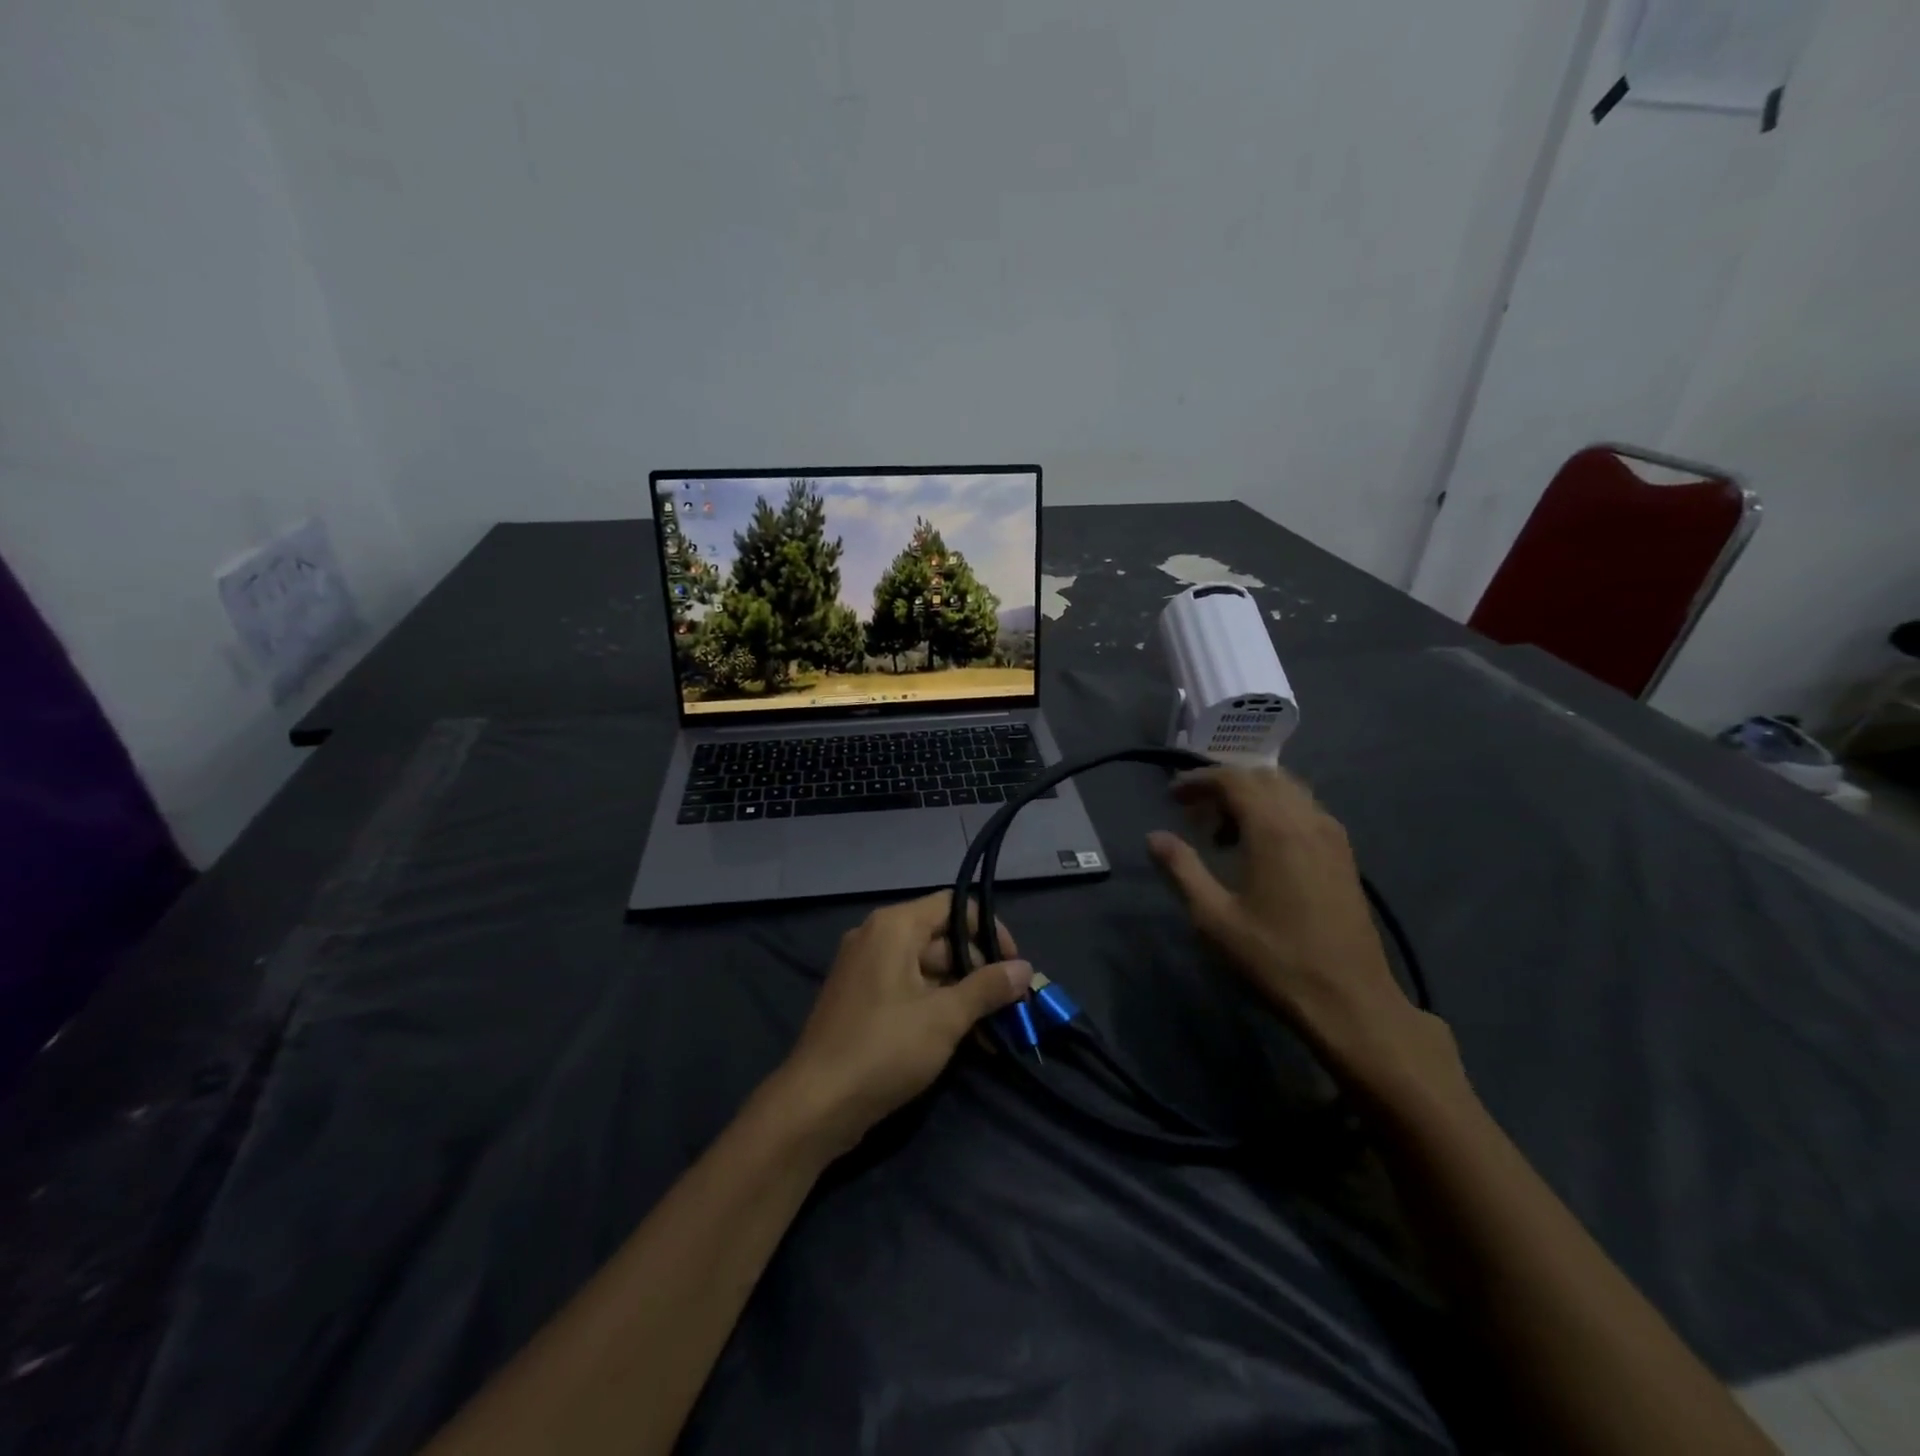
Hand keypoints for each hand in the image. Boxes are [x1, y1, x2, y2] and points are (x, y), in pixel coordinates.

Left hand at [779, 890, 1032, 1154]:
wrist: (815, 1105)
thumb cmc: (884, 1049)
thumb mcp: (945, 1018)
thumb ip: (987, 988)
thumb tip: (1025, 969)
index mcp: (894, 926)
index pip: (953, 906)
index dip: (989, 930)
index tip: (1014, 966)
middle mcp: (876, 937)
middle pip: (941, 938)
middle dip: (979, 971)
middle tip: (1010, 1006)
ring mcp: (865, 969)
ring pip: (927, 969)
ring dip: (962, 995)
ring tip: (994, 1032)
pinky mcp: (860, 1000)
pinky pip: (908, 990)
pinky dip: (936, 1007)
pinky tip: (964, 1041)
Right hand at [1147, 766, 1464, 1100]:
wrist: (1350, 1000)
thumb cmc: (1275, 958)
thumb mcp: (1214, 917)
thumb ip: (1182, 869)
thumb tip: (1155, 837)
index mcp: (1274, 828)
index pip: (1234, 779)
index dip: (1199, 780)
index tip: (1173, 796)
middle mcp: (1307, 820)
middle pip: (1263, 777)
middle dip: (1225, 784)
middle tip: (1195, 811)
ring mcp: (1332, 836)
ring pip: (1289, 791)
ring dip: (1253, 797)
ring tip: (1225, 830)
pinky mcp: (1345, 856)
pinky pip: (1307, 811)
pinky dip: (1277, 812)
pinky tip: (1261, 847)